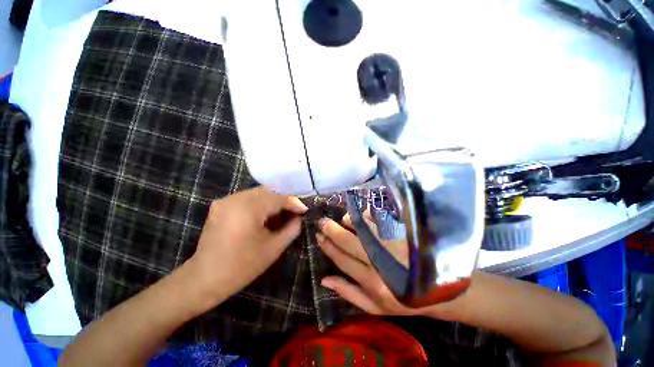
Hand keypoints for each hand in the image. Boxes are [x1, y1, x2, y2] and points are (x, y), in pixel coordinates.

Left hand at [187, 187, 307, 306]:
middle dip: (283, 200)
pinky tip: (265, 215)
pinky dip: (259, 203)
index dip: (294, 202)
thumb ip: (291, 229)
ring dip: (272, 201)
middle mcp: (236, 198)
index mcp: (248, 208)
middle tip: (294, 211)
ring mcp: (226, 200)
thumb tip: (299, 217)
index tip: (304, 209)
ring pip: (257, 193)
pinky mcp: (221, 205)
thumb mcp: (274, 248)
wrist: (205, 278)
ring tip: (282, 213)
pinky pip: (246, 198)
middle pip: (268, 191)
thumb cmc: (242, 266)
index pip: (278, 197)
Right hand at [317, 217, 432, 315]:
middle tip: (322, 222)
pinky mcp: (402, 231)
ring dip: (348, 220)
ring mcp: (392, 243)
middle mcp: (380, 260)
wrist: (440, 288)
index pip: (341, 259)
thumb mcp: (375, 306)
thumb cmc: (405, 300)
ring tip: (344, 220)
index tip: (318, 236)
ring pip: (361, 225)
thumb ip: (349, 292)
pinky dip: (366, 215)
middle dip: (331, 230)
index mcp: (372, 281)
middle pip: (347, 240)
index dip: (327, 246)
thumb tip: (324, 279)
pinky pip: (378, 218)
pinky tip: (362, 216)